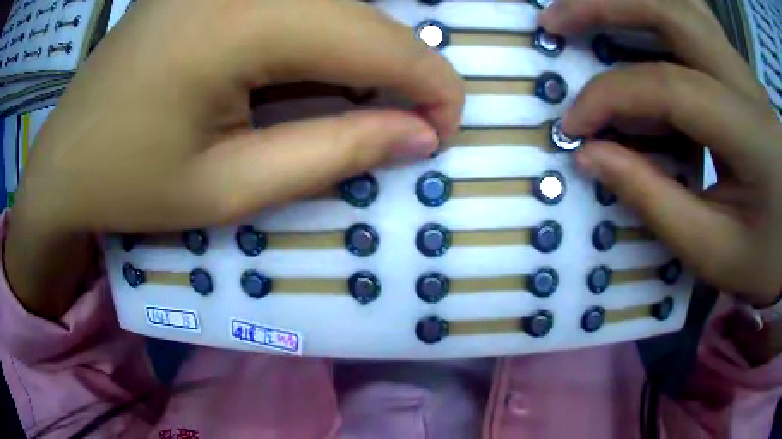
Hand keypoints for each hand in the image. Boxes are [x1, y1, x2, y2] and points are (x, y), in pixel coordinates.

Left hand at [6, 0, 463, 317]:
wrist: (64, 161)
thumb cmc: (129, 184)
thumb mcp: (229, 189)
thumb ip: (334, 154)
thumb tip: (419, 136)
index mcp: (239, 21)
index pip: (375, 38)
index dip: (429, 82)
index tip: (448, 126)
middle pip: (359, 10)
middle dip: (403, 66)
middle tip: (414, 120)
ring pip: (333, 0)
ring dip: (365, 48)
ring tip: (367, 102)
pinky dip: (324, 32)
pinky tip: (310, 72)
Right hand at [541, 0, 781, 305]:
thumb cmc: (768, 253)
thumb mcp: (716, 251)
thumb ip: (656, 203)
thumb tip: (593, 157)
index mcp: (746, 128)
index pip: (668, 88)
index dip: (610, 98)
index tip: (574, 128)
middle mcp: (741, 78)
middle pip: (668, 10)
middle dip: (602, 6)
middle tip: (554, 22)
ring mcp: (739, 66)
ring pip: (679, 3)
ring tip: (585, 11)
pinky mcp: (737, 70)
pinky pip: (692, 18)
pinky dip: (656, 9)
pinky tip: (636, 22)